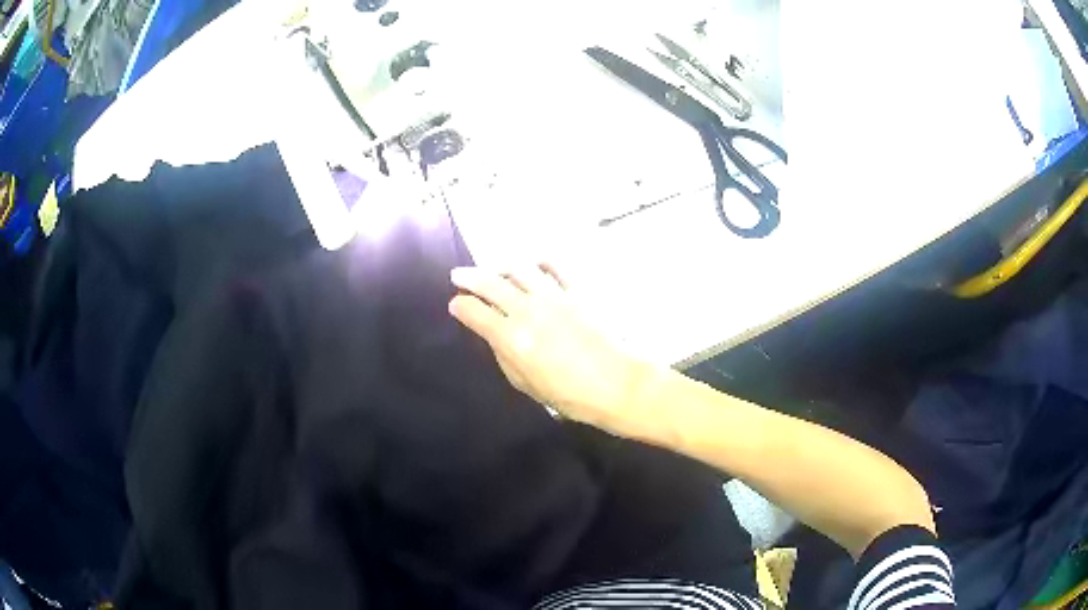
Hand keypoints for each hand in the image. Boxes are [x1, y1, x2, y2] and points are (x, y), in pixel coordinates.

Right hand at [449, 265, 664, 439]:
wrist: (617, 384)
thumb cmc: (570, 395)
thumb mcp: (526, 384)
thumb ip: (504, 356)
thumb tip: (495, 335)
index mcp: (512, 337)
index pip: (474, 312)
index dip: (460, 307)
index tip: (455, 305)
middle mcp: (528, 310)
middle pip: (491, 283)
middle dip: (469, 277)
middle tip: (458, 275)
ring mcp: (554, 296)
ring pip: (519, 269)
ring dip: (500, 266)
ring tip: (493, 269)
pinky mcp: (577, 290)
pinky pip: (554, 267)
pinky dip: (540, 262)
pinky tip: (533, 264)